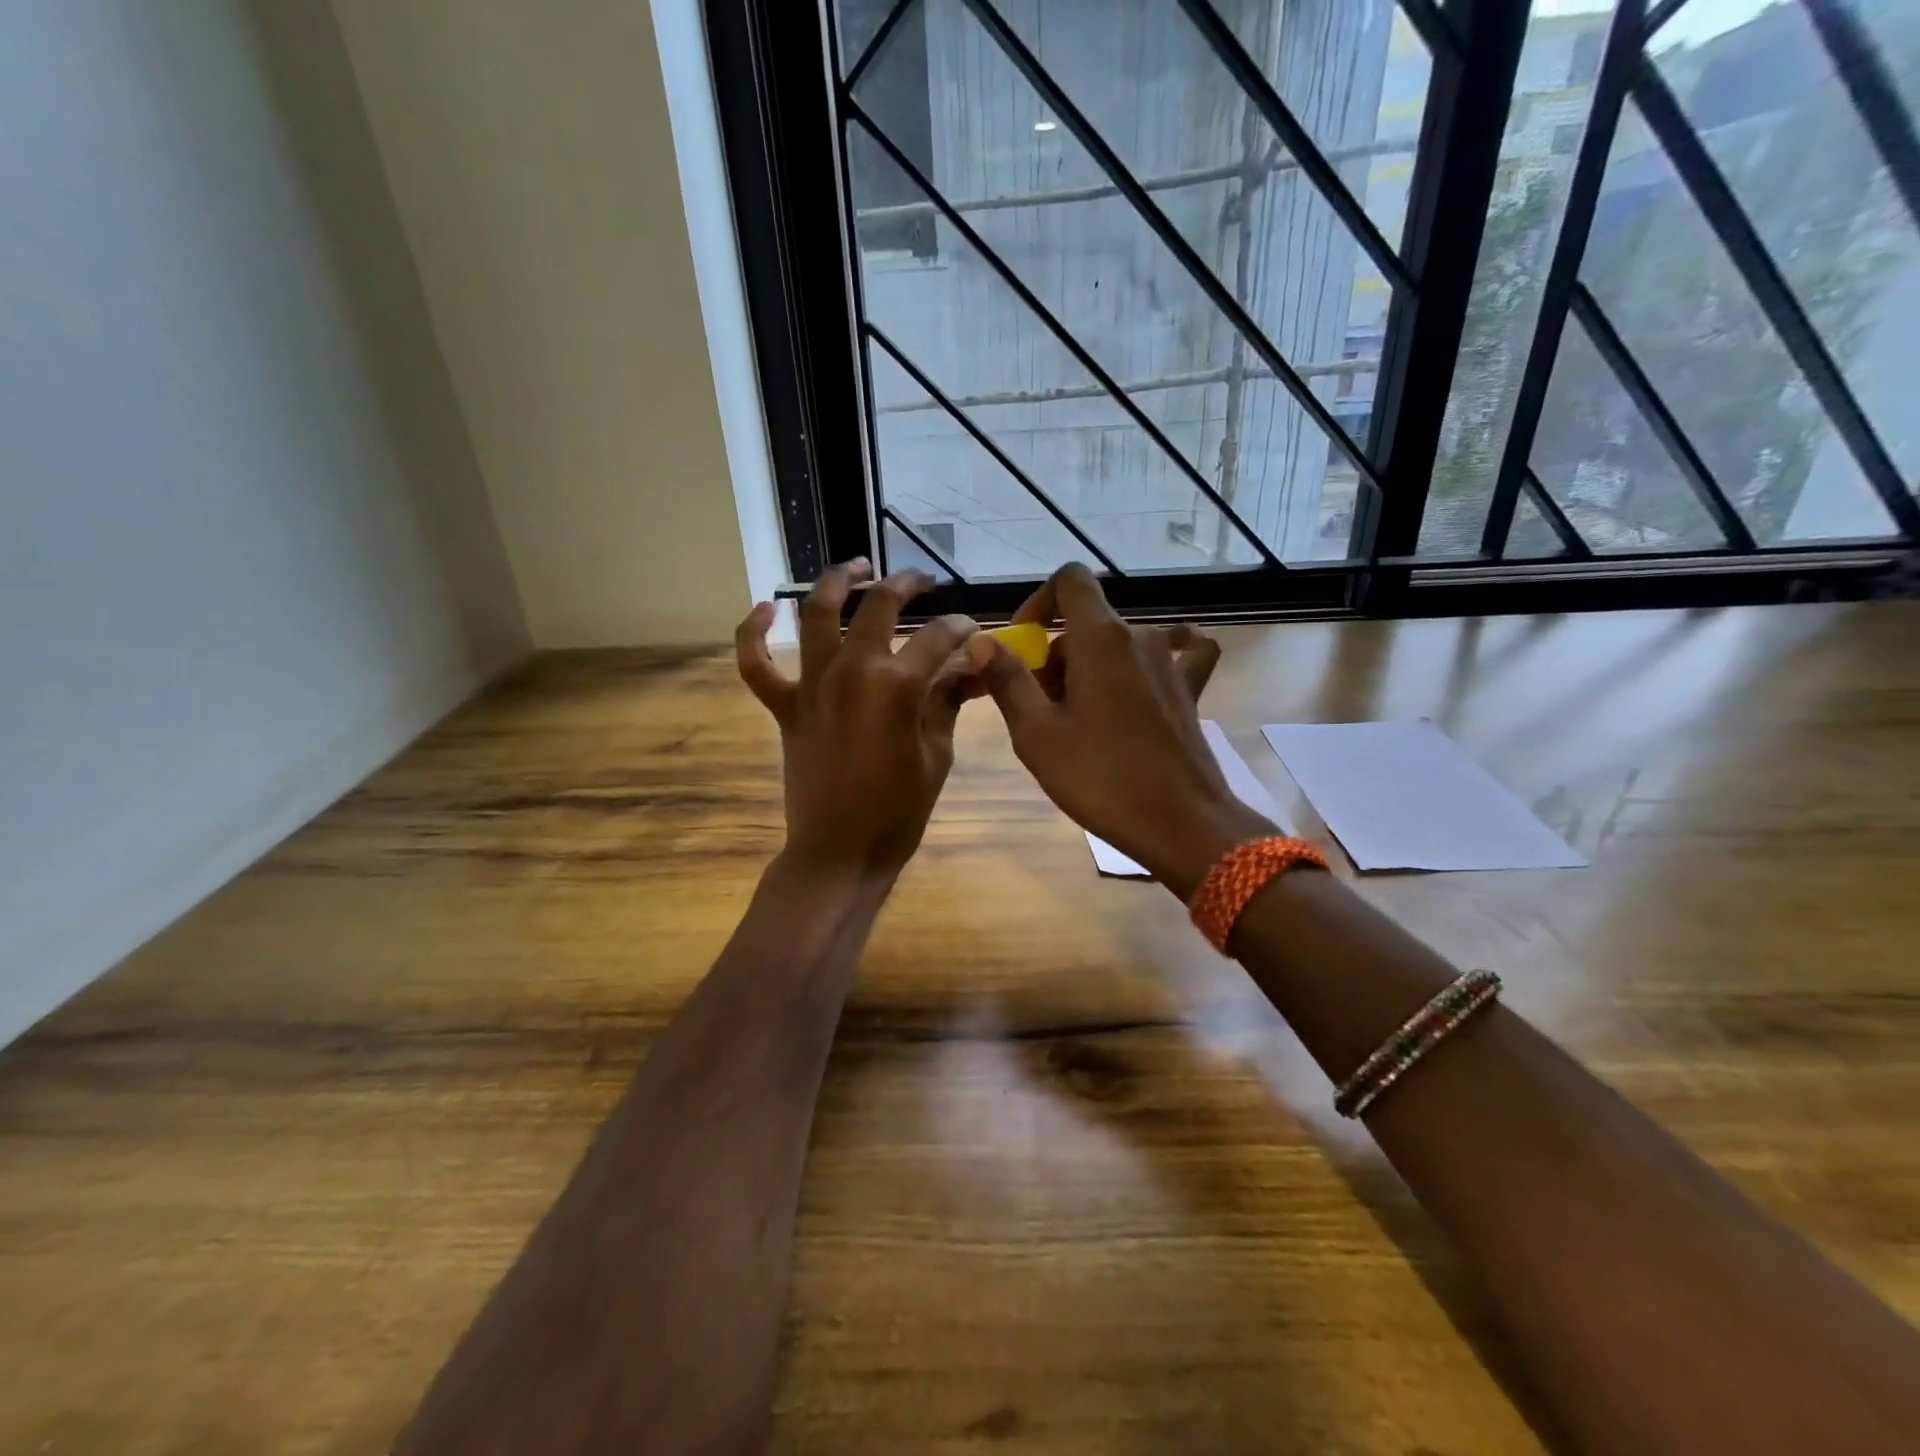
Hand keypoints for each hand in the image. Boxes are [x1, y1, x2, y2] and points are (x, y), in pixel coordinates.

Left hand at [736, 559, 977, 877]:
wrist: (840, 852)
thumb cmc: (898, 812)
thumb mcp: (936, 755)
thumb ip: (948, 702)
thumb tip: (969, 669)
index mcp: (896, 686)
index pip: (937, 639)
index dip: (960, 629)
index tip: (973, 629)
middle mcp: (851, 671)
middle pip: (878, 607)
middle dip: (907, 586)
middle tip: (924, 582)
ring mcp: (811, 686)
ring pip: (815, 614)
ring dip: (835, 582)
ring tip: (856, 567)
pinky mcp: (785, 706)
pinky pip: (756, 664)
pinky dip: (753, 633)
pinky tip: (765, 609)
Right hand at [970, 563, 1271, 897]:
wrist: (1180, 823)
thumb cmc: (1101, 777)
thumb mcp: (1037, 733)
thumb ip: (1007, 680)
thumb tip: (980, 641)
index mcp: (1100, 638)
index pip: (1070, 580)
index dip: (1039, 601)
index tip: (1023, 642)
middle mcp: (1140, 637)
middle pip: (1088, 623)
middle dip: (1056, 655)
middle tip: (1039, 708)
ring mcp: (1171, 663)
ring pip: (1119, 644)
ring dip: (1091, 668)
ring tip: (1079, 719)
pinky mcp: (1190, 691)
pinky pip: (1174, 656)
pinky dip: (1150, 661)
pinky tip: (1145, 679)